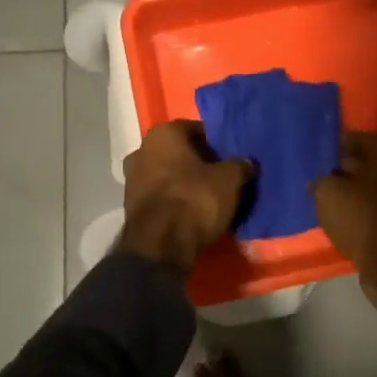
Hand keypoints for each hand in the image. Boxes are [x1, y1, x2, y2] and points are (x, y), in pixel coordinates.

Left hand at [118, 122, 253, 272]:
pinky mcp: (130, 205)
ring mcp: (131, 178)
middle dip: (199, 163)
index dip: (216, 144)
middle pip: (179, 152)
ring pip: (167, 174)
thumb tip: (246, 163)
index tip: (230, 158)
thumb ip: (239, 166)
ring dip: (185, 182)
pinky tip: (191, 212)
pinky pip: (160, 195)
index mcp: (163, 133)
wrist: (159, 246)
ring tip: (209, 198)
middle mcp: (141, 149)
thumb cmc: (194, 200)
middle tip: (221, 177)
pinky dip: (174, 200)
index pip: (196, 130)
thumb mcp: (229, 180)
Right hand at [311, 132, 376, 307]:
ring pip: (372, 188)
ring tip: (329, 199)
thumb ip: (320, 181)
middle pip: (369, 164)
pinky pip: (376, 210)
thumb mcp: (328, 193)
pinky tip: (342, 218)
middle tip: (322, 176)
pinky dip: (360, 211)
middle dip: (345, 168)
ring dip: (352, 192)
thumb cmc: (361, 217)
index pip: (361, 139)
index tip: (321, 152)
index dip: (338, 143)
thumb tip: (319, 183)